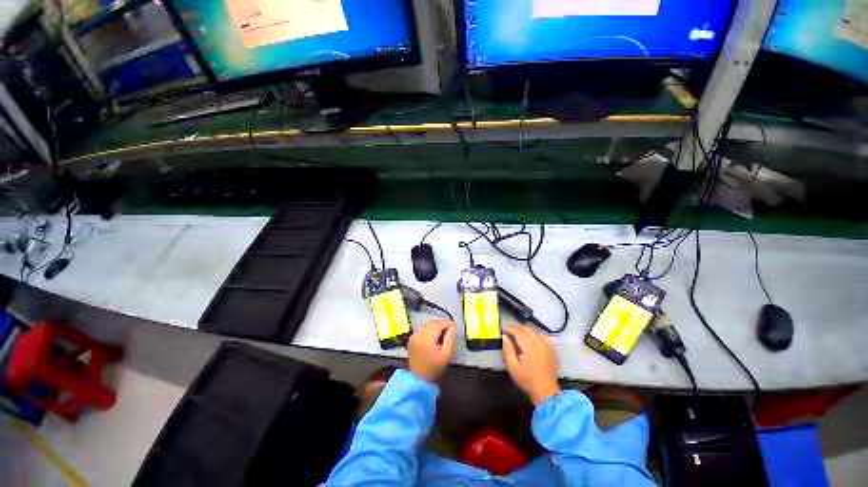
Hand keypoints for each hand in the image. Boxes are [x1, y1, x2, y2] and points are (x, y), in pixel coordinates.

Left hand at [408, 320, 455, 382]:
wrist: (418, 378)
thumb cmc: (434, 368)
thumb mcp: (446, 354)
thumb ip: (450, 339)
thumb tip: (452, 327)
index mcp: (426, 338)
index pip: (438, 325)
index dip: (447, 324)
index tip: (455, 327)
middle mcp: (418, 335)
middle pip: (431, 324)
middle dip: (441, 324)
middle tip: (450, 330)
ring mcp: (413, 336)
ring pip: (426, 325)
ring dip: (435, 326)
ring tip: (443, 332)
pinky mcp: (411, 339)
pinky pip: (421, 329)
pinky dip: (428, 329)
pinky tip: (434, 335)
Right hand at [502, 325, 559, 404]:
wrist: (545, 389)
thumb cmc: (526, 380)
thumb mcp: (512, 367)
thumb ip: (508, 350)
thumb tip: (504, 337)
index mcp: (530, 345)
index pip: (518, 331)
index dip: (509, 328)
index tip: (501, 329)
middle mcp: (540, 341)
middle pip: (528, 328)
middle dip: (517, 327)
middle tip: (507, 331)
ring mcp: (547, 344)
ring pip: (535, 331)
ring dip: (525, 330)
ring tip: (516, 335)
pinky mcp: (551, 348)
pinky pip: (541, 336)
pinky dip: (533, 335)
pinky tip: (529, 340)